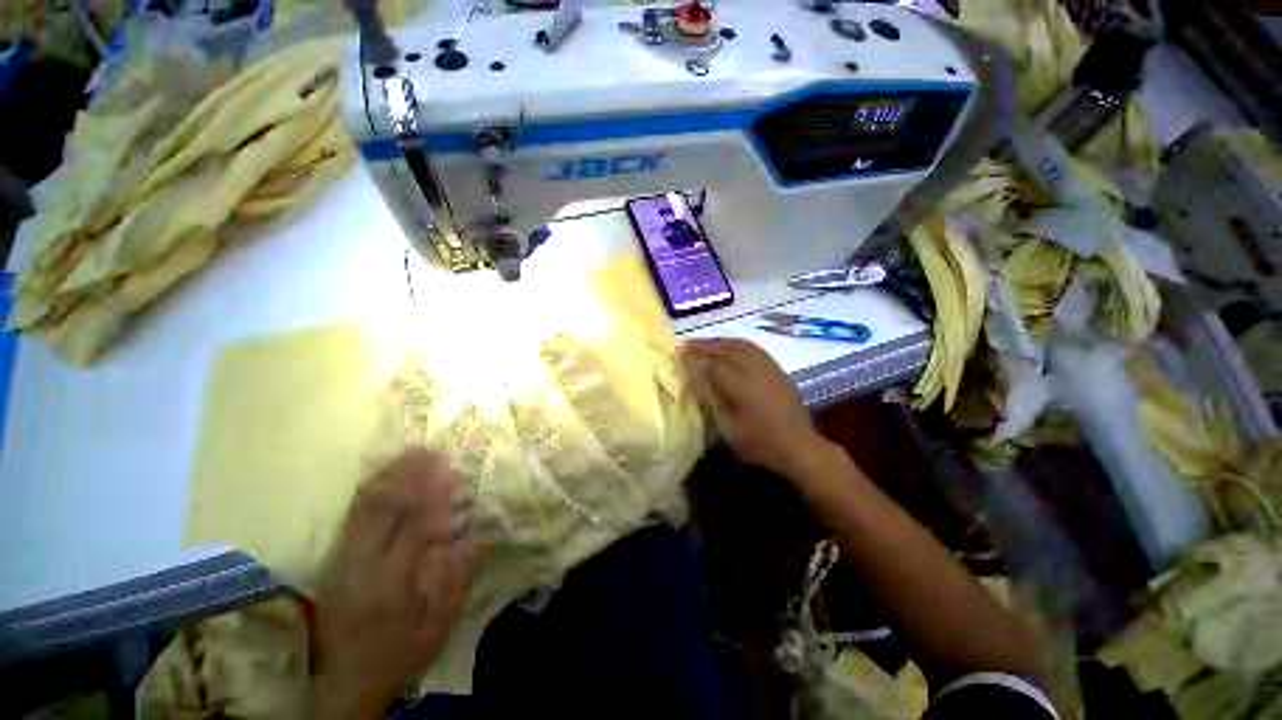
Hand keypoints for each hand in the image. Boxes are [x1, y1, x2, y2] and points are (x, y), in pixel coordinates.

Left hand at [311, 449, 473, 717]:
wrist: (346, 682)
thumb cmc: (401, 654)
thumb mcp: (439, 630)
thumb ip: (455, 583)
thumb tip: (467, 536)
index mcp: (391, 587)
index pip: (414, 530)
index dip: (433, 497)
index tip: (451, 471)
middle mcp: (361, 568)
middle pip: (383, 511)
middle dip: (410, 476)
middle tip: (433, 451)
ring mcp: (341, 561)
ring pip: (362, 508)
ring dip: (389, 476)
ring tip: (411, 452)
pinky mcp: (332, 559)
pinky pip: (350, 515)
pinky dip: (369, 489)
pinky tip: (384, 472)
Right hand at [681, 338, 838, 482]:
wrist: (800, 447)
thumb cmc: (759, 443)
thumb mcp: (727, 428)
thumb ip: (710, 398)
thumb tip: (694, 375)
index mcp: (740, 385)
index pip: (711, 363)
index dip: (694, 357)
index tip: (678, 354)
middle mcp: (754, 369)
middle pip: (725, 349)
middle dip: (704, 345)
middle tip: (687, 345)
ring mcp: (768, 367)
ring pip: (740, 345)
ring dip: (720, 342)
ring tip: (705, 344)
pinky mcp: (777, 370)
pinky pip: (754, 349)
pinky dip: (737, 344)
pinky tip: (730, 348)